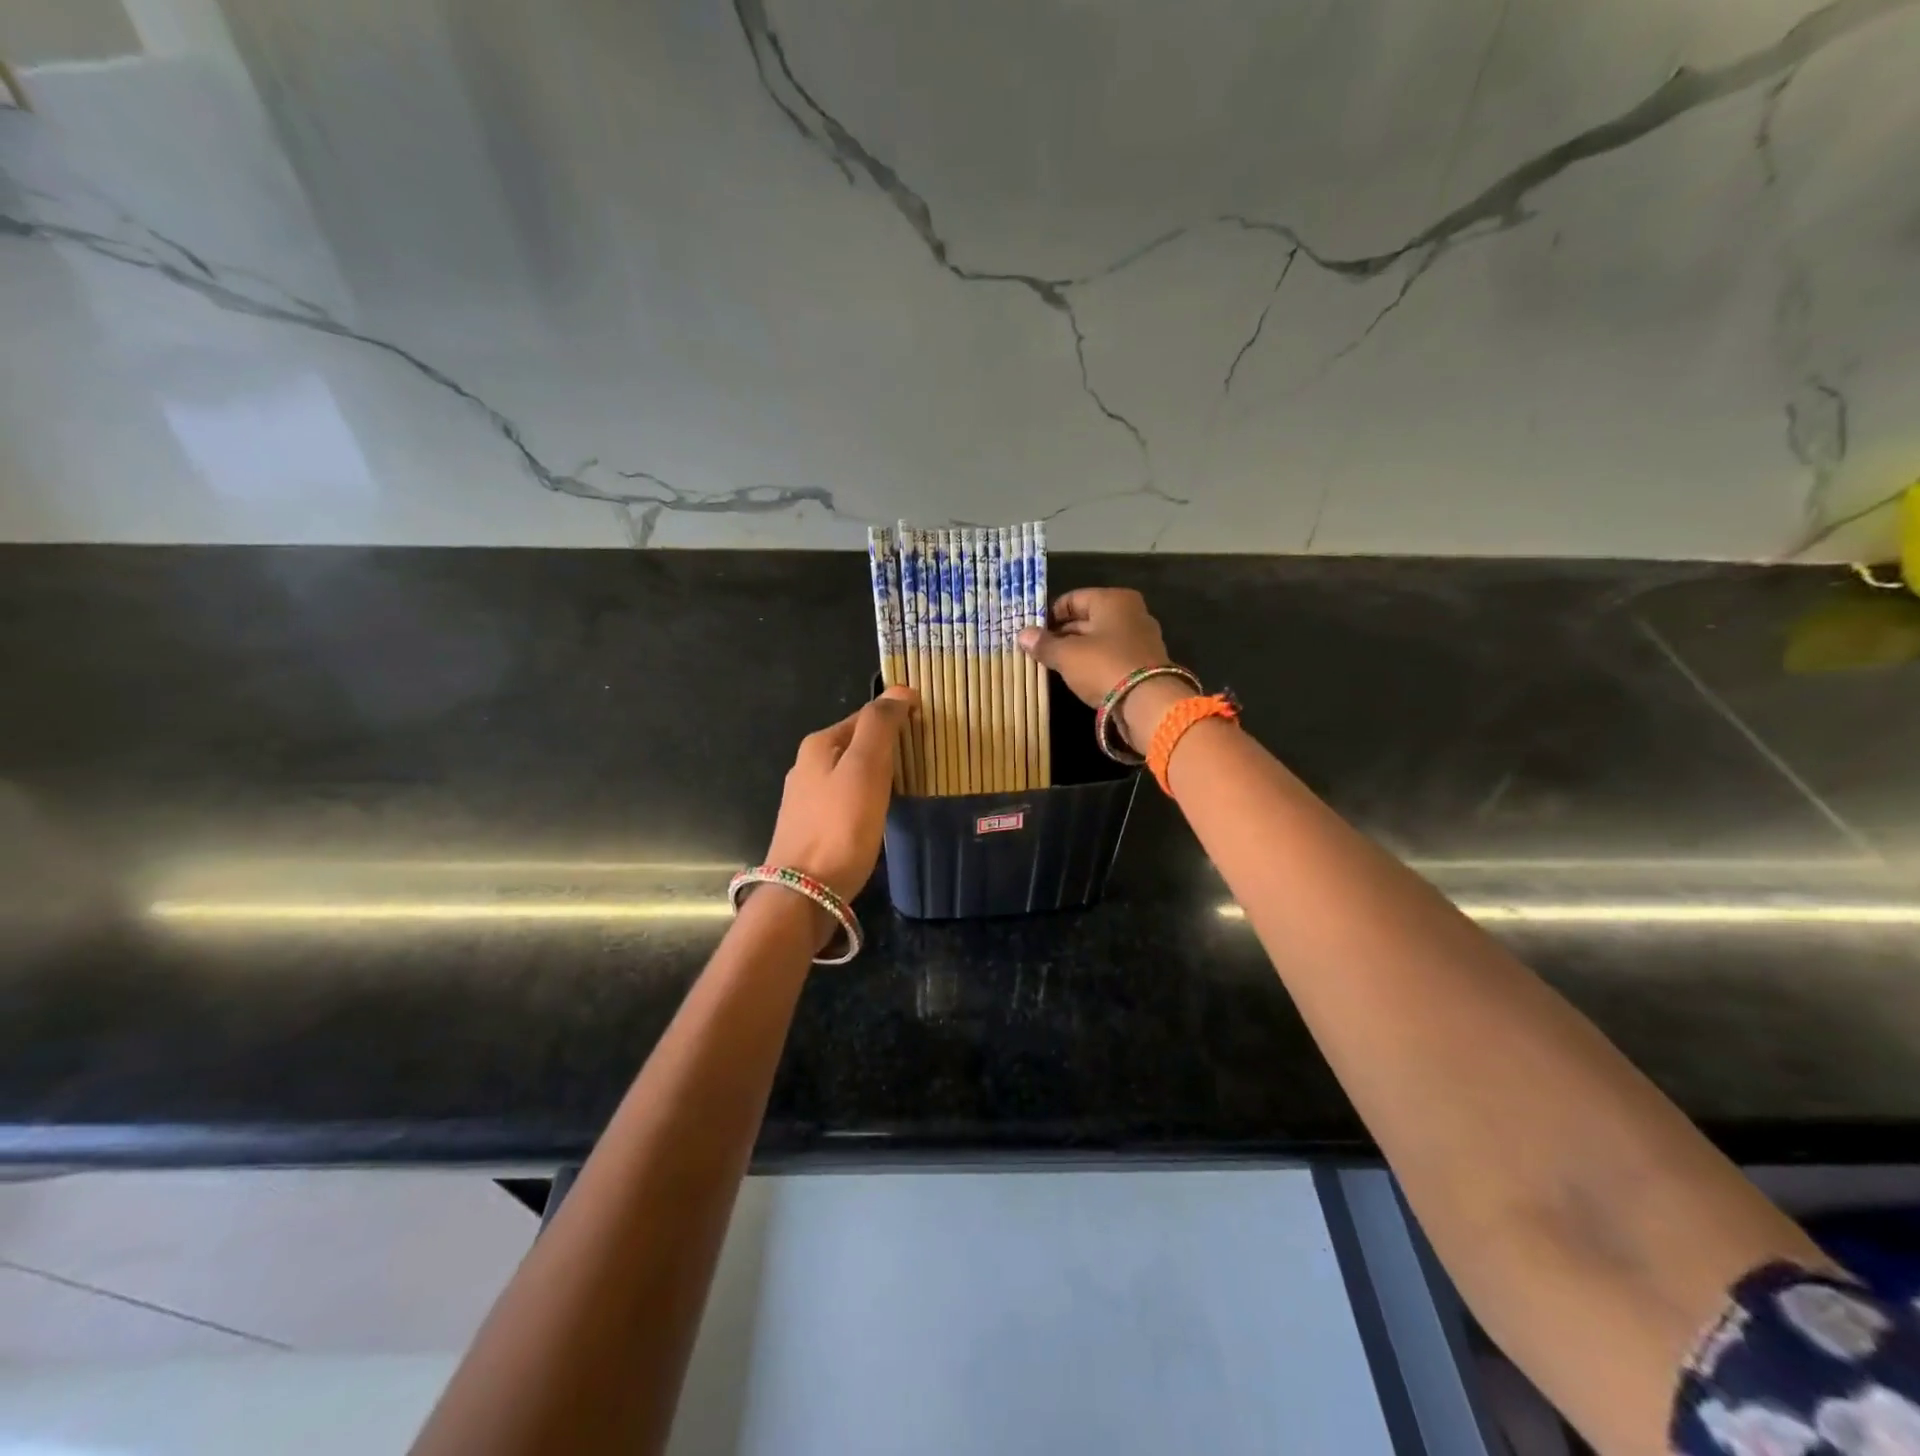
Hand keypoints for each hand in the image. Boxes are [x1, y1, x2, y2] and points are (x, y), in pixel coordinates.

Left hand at [763, 686, 916, 903]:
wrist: (805, 892)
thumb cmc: (841, 826)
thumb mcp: (866, 768)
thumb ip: (880, 725)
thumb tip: (899, 690)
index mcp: (819, 744)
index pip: (866, 716)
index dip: (897, 717)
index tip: (928, 728)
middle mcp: (807, 766)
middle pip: (856, 744)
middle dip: (888, 745)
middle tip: (924, 757)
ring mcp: (806, 798)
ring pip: (850, 773)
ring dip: (878, 773)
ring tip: (909, 784)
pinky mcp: (811, 827)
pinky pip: (846, 799)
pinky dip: (866, 797)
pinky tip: (879, 813)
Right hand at [1017, 588, 1192, 750]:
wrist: (1148, 702)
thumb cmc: (1104, 666)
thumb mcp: (1067, 655)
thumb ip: (1044, 644)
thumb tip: (1022, 634)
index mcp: (1113, 600)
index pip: (1073, 599)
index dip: (1050, 615)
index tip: (1033, 634)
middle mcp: (1130, 613)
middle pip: (1087, 619)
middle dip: (1062, 635)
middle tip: (1039, 651)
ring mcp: (1140, 638)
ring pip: (1099, 640)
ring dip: (1077, 651)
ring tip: (1054, 665)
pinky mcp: (1144, 663)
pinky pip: (1111, 657)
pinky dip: (1094, 663)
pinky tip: (1078, 677)